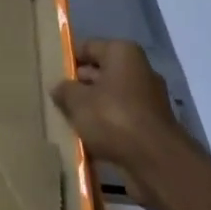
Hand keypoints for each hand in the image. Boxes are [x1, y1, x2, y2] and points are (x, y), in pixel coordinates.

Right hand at [52, 39, 184, 207]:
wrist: (157, 162)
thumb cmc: (113, 118)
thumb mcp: (77, 101)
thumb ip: (64, 90)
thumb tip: (59, 87)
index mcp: (123, 53)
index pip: (88, 47)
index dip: (69, 60)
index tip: (53, 75)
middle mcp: (140, 70)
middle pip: (102, 72)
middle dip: (81, 86)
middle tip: (59, 100)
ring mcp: (150, 99)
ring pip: (112, 98)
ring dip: (94, 108)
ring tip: (72, 121)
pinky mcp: (154, 125)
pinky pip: (124, 118)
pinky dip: (109, 126)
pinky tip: (91, 139)